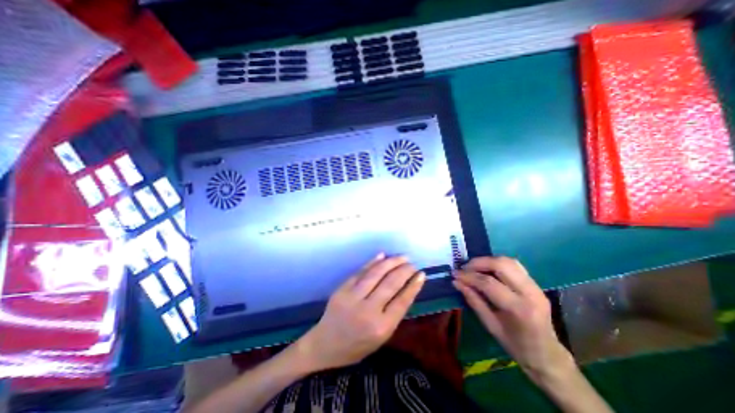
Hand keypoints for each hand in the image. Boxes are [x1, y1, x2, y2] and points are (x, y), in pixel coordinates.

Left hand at [296, 254, 427, 371]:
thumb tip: (406, 288)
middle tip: (412, 264)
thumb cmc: (357, 346)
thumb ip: (394, 313)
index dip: (413, 285)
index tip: (421, 274)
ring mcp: (353, 297)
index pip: (402, 301)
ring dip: (391, 262)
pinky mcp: (342, 289)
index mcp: (381, 328)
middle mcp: (368, 311)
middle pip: (390, 284)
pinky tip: (382, 255)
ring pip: (376, 274)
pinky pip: (360, 271)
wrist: (325, 344)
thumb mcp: (382, 337)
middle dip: (404, 270)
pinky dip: (373, 262)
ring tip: (402, 257)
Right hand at [455, 257, 572, 381]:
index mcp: (520, 309)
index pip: (489, 283)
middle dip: (479, 263)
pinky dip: (497, 264)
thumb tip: (457, 282)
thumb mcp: (490, 325)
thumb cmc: (516, 345)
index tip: (455, 275)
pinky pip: (514, 265)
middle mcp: (531, 293)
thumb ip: (474, 300)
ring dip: (488, 261)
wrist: (547, 355)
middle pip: (502, 265)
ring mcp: (536, 286)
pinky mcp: (535, 284)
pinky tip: (487, 270)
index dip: (469, 276)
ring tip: (474, 268)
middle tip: (464, 268)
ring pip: (509, 261)